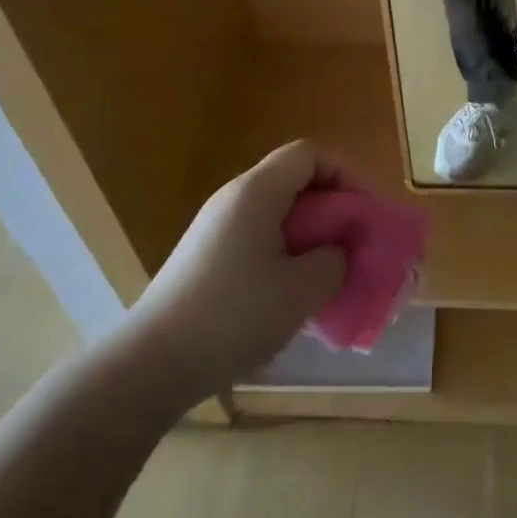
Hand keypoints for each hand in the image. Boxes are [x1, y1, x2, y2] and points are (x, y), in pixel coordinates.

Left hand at [122, 142, 345, 409]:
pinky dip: (284, 249)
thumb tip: (337, 251)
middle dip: (331, 205)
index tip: (365, 210)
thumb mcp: (301, 290)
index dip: (345, 172)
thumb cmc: (234, 316)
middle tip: (353, 241)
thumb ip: (334, 260)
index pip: (310, 153)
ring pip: (276, 210)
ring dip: (308, 231)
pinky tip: (290, 290)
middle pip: (293, 178)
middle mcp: (233, 197)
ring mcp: (214, 226)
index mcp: (257, 191)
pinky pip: (256, 234)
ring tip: (328, 269)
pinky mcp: (204, 255)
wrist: (151, 363)